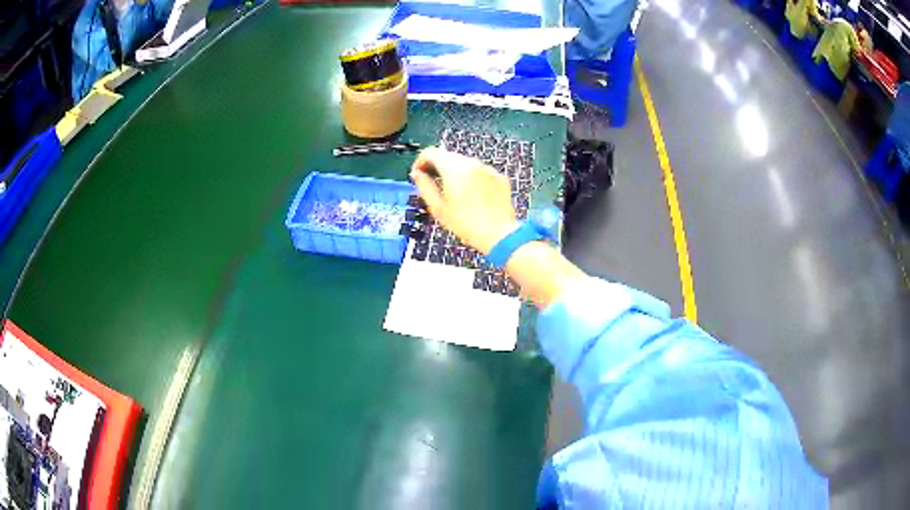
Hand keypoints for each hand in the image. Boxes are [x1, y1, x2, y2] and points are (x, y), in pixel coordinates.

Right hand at [410, 147, 516, 254]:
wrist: (499, 235)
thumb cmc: (467, 225)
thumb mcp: (438, 208)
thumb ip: (424, 186)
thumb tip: (417, 175)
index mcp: (455, 169)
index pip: (431, 152)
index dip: (420, 162)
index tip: (418, 175)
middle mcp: (472, 163)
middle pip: (448, 156)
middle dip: (437, 167)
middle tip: (432, 185)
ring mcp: (488, 169)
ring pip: (464, 163)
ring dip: (454, 173)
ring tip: (452, 194)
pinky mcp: (499, 177)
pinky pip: (480, 172)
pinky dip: (472, 179)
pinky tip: (471, 197)